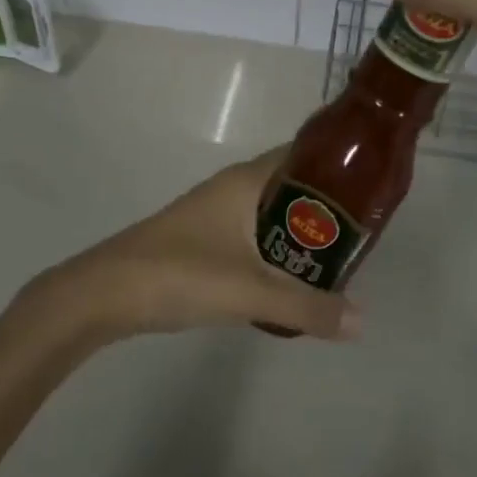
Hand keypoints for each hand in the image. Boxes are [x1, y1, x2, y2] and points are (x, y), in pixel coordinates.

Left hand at [28, 152, 360, 343]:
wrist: (105, 294)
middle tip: (363, 233)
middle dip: (326, 206)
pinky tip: (291, 278)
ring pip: (272, 213)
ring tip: (337, 257)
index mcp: (246, 181)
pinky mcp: (203, 240)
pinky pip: (254, 235)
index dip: (337, 165)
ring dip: (301, 231)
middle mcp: (232, 188)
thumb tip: (362, 321)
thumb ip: (306, 306)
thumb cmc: (180, 274)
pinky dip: (277, 249)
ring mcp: (215, 214)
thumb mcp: (250, 293)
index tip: (372, 186)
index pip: (302, 155)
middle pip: (291, 186)